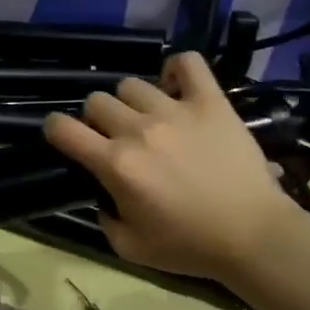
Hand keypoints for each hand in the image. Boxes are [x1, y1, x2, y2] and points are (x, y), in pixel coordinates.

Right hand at [43, 52, 304, 282]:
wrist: (253, 235)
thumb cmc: (190, 245)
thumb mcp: (129, 247)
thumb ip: (103, 217)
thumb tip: (102, 192)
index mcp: (115, 164)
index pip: (64, 128)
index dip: (55, 128)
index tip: (64, 136)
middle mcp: (138, 130)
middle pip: (97, 101)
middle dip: (98, 119)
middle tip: (117, 138)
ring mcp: (175, 110)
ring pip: (132, 84)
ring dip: (133, 102)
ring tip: (150, 118)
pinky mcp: (210, 101)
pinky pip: (187, 62)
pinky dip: (177, 69)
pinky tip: (177, 88)